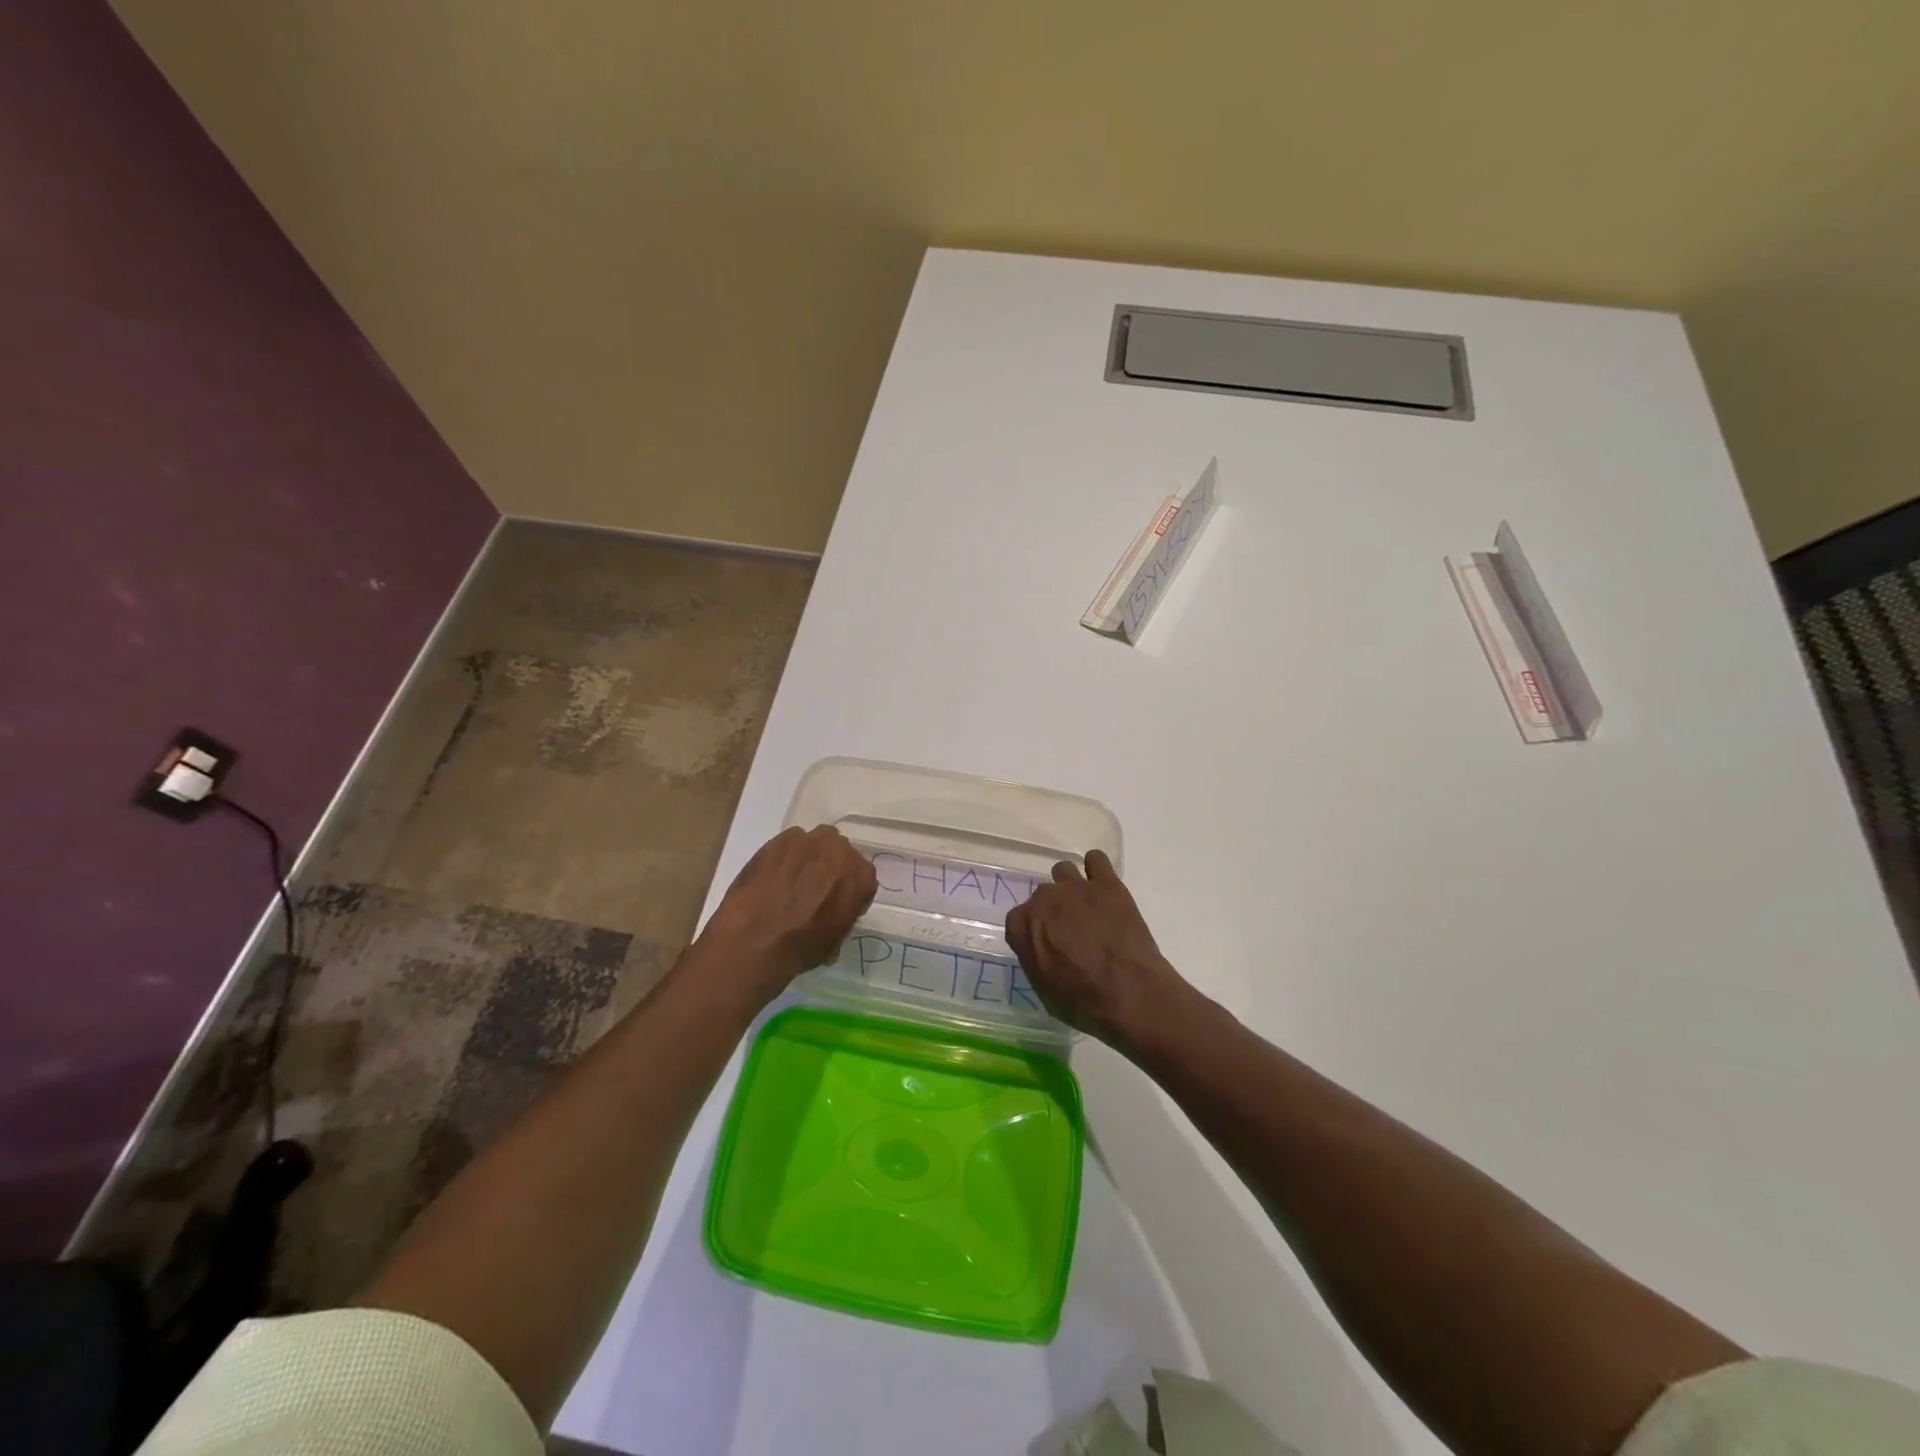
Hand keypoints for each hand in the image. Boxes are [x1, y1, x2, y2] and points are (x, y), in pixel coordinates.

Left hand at [698, 825, 877, 1001]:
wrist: (755, 940)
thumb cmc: (801, 946)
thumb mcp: (837, 938)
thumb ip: (845, 911)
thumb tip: (835, 908)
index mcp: (860, 876)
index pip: (863, 876)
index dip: (851, 891)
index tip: (838, 903)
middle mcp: (839, 851)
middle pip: (841, 853)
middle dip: (832, 868)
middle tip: (816, 889)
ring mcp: (808, 841)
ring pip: (816, 842)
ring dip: (810, 857)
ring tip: (793, 879)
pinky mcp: (779, 840)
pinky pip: (790, 842)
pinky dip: (786, 855)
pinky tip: (774, 874)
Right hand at [1004, 849, 1187, 1044]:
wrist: (1130, 993)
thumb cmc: (1083, 1002)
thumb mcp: (1044, 989)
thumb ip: (1035, 957)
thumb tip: (1040, 946)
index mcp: (1023, 926)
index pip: (1018, 918)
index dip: (1033, 931)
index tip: (1046, 943)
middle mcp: (1044, 899)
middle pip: (1042, 895)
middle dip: (1053, 909)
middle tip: (1071, 929)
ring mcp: (1076, 887)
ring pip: (1063, 871)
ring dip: (1070, 886)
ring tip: (1086, 906)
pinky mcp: (1107, 883)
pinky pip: (1095, 859)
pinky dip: (1096, 870)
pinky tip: (1103, 887)